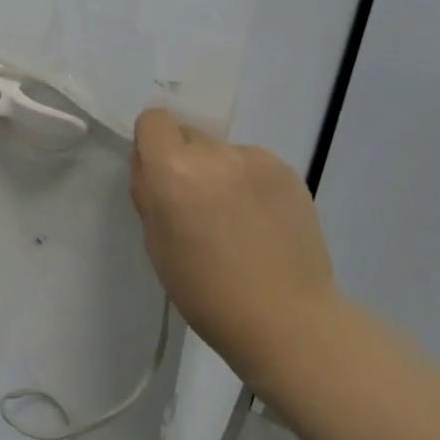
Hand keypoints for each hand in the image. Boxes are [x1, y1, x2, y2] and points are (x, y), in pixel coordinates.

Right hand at [129, 108, 341, 368]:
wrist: (286, 319)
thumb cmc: (205, 292)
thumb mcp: (156, 243)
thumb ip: (150, 193)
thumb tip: (152, 165)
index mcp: (174, 171)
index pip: (154, 120)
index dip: (151, 144)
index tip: (159, 176)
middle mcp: (215, 153)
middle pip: (189, 136)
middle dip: (185, 161)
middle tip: (196, 206)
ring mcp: (257, 160)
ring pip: (223, 153)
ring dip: (220, 173)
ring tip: (235, 221)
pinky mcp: (290, 172)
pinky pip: (254, 166)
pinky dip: (250, 185)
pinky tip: (261, 224)